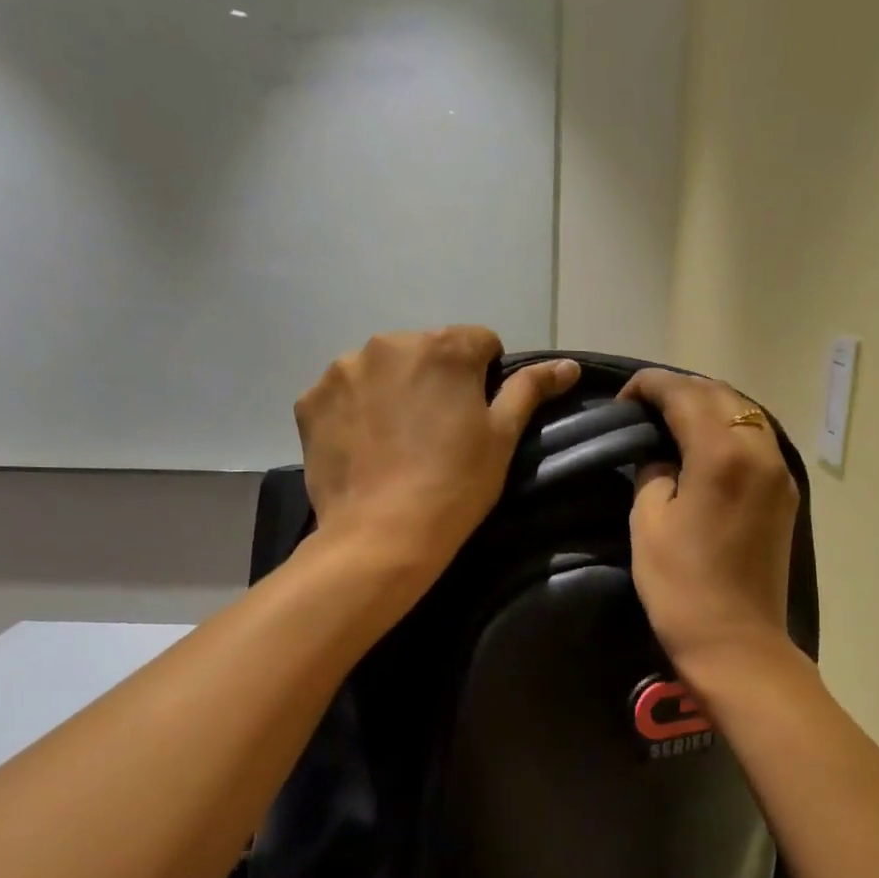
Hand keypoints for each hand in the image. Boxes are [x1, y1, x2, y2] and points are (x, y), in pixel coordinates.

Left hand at [296, 328, 578, 581]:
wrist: (383, 535)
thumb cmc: (455, 485)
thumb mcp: (502, 437)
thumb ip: (531, 390)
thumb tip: (568, 364)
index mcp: (444, 347)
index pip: (479, 342)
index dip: (485, 377)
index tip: (478, 416)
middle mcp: (389, 343)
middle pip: (425, 352)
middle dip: (435, 379)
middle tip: (437, 432)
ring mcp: (342, 370)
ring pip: (381, 370)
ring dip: (392, 391)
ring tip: (396, 442)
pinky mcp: (310, 400)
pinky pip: (342, 394)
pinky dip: (355, 411)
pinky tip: (364, 448)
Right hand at [622, 369, 799, 674]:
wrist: (737, 643)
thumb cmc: (682, 587)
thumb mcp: (648, 523)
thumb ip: (653, 472)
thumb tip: (663, 457)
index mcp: (722, 453)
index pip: (684, 394)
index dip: (649, 386)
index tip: (622, 399)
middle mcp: (759, 451)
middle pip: (719, 394)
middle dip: (679, 390)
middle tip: (643, 408)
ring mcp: (779, 472)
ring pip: (744, 413)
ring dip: (707, 407)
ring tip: (670, 422)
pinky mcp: (785, 495)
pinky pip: (756, 440)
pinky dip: (727, 430)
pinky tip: (702, 446)